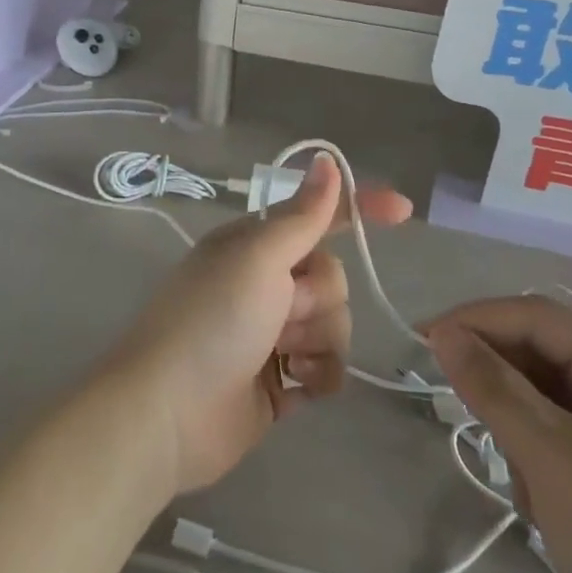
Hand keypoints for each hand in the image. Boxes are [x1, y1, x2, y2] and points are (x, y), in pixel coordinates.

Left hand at [109, 156, 412, 494]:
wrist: (168, 413)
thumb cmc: (213, 320)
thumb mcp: (259, 257)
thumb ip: (302, 215)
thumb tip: (326, 159)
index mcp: (255, 245)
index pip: (317, 217)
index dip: (358, 209)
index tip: (403, 212)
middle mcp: (263, 284)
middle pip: (332, 279)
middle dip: (318, 300)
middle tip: (282, 315)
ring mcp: (270, 335)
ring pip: (334, 326)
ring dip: (319, 343)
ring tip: (284, 359)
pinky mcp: (277, 382)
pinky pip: (325, 370)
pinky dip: (317, 378)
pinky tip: (295, 387)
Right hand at [423, 297, 571, 572]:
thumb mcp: (553, 458)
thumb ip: (493, 388)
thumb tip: (442, 334)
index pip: (535, 315)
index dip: (475, 321)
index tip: (421, 343)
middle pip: (542, 353)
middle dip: (502, 387)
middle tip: (469, 424)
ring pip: (546, 397)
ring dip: (520, 431)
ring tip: (528, 488)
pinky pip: (562, 433)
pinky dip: (540, 459)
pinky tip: (547, 507)